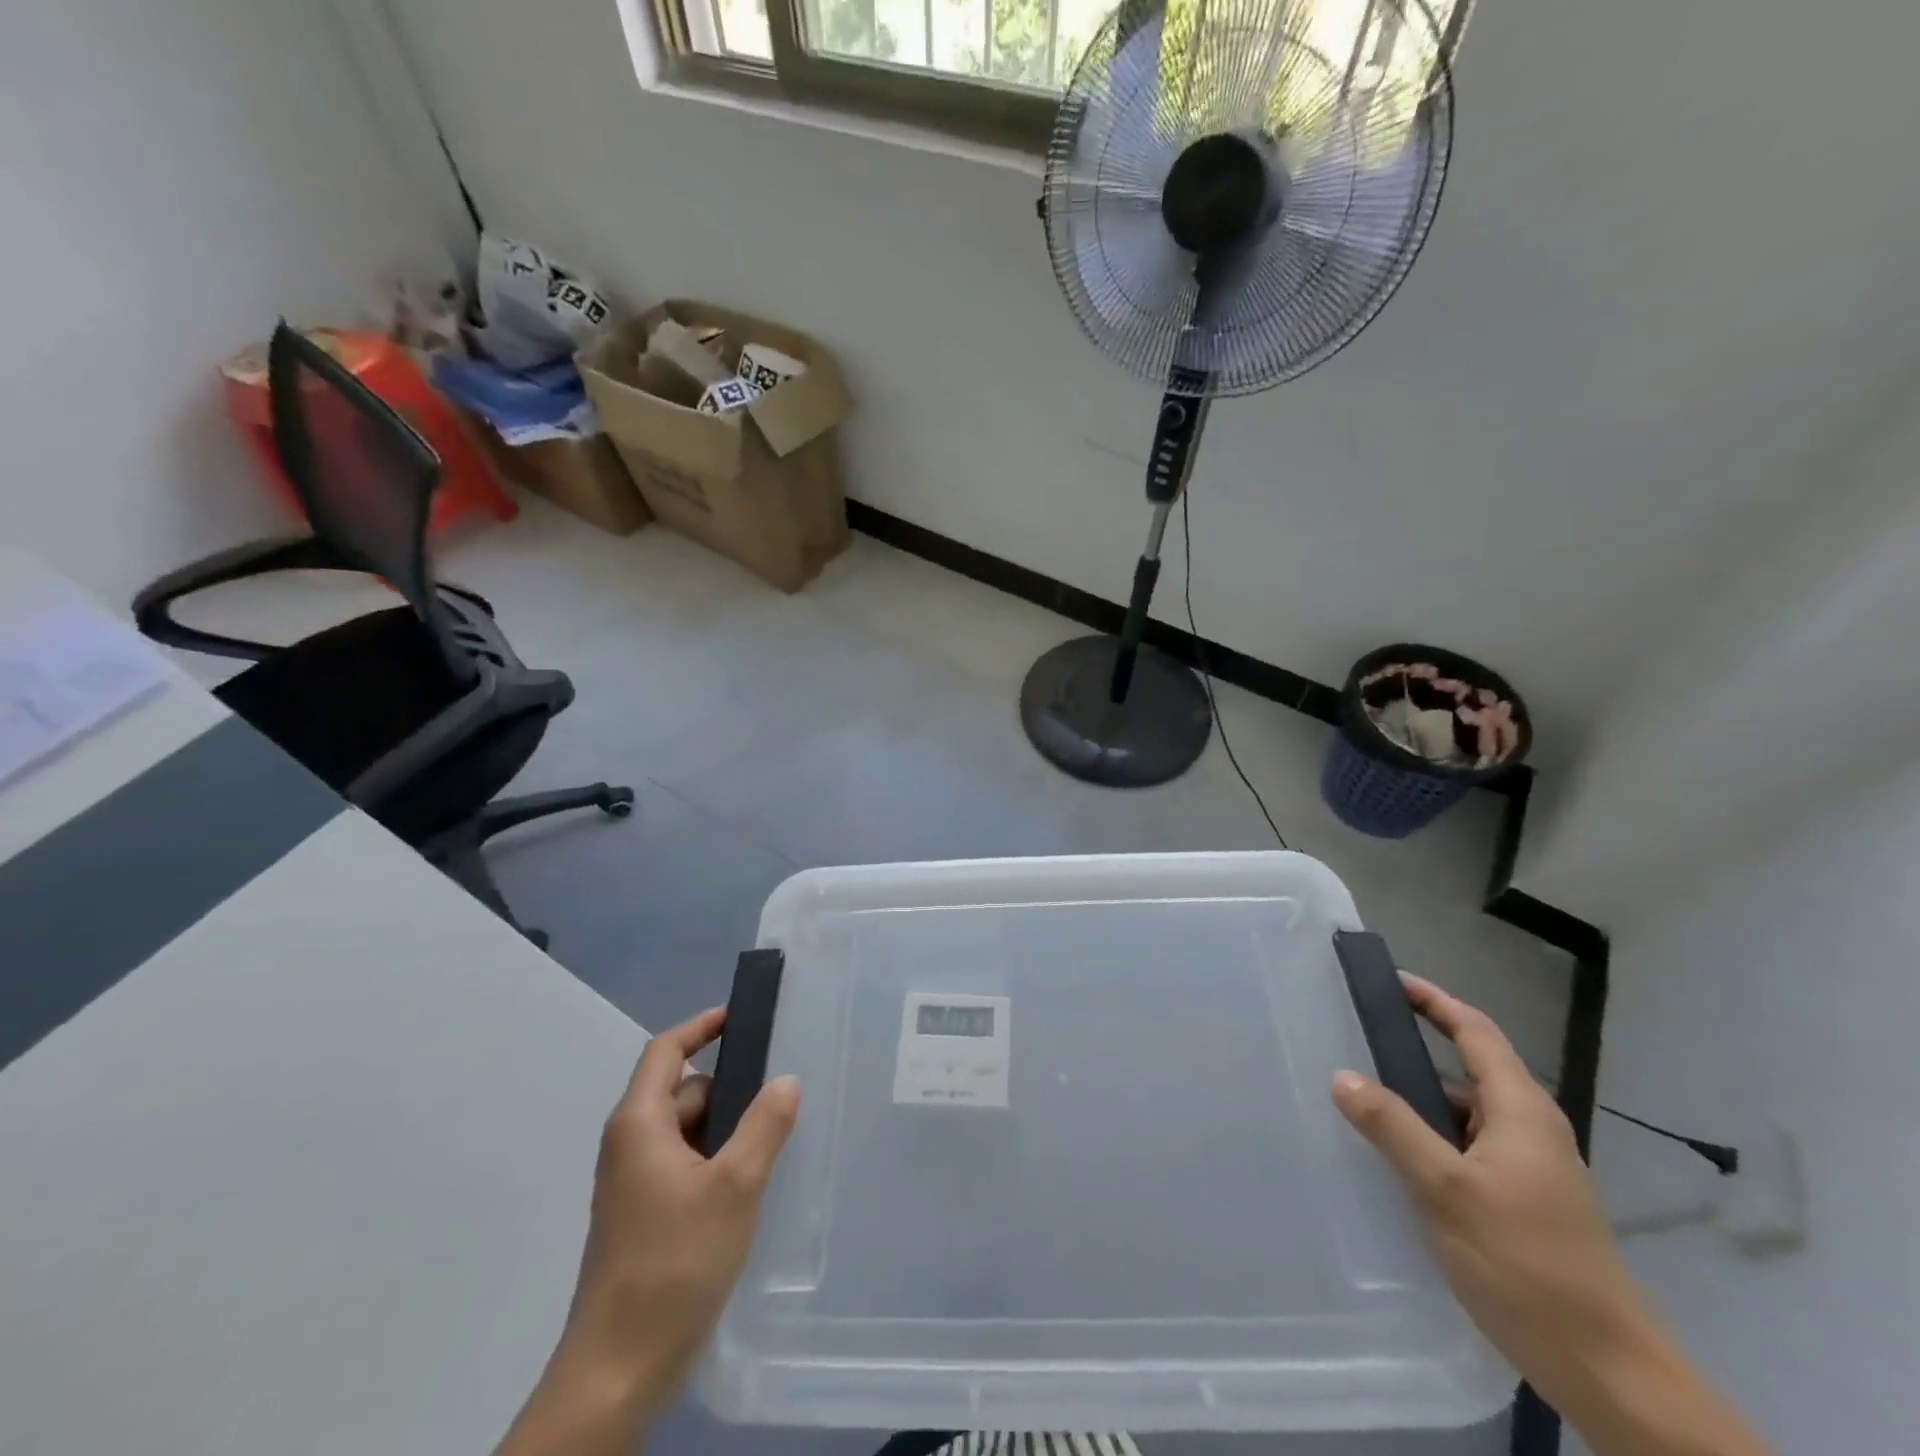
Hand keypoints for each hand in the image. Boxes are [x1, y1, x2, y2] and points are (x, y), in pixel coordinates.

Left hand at [496, 1008, 799, 1455]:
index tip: (742, 1017)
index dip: (702, 1027)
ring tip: (773, 1143)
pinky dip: (715, 1161)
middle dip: (730, 1089)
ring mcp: (633, 1184)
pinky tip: (749, 1186)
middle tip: (780, 1096)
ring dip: (726, 1130)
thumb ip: (764, 1126)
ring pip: (686, 1132)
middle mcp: (630, 1145)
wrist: (617, 1371)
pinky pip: (684, 1165)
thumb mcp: (735, 1187)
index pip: (666, 1051)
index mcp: (639, 1124)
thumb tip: (787, 1079)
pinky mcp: (642, 1217)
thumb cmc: (674, 1263)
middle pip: (682, 1091)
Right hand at [1330, 976, 1776, 1455]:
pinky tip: (1394, 1158)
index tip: (1389, 981)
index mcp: (1521, 1110)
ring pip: (1464, 1113)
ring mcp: (1529, 1167)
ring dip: (1418, 1100)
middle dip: (1415, 1049)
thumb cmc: (1525, 1263)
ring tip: (1361, 1097)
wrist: (1607, 1371)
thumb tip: (1342, 1074)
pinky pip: (1466, 1147)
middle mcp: (1530, 1128)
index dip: (1434, 1001)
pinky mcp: (1523, 1201)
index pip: (1475, 1031)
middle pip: (1468, 1068)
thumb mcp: (1446, 1190)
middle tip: (1357, 1038)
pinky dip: (1430, 1137)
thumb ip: (1392, 1126)